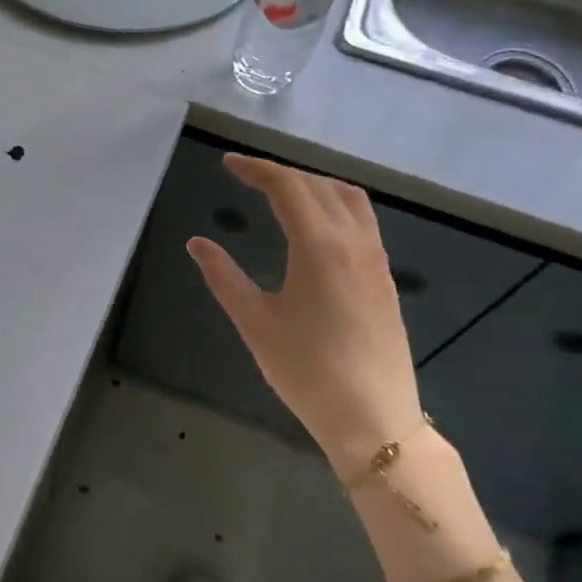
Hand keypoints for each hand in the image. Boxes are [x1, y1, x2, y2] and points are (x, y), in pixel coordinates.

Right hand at [188, 155, 422, 476]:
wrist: (373, 418)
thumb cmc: (307, 371)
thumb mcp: (255, 323)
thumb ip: (224, 277)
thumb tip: (198, 243)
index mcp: (319, 246)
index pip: (287, 186)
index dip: (256, 168)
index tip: (228, 164)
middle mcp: (353, 241)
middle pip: (318, 185)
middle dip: (281, 173)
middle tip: (246, 177)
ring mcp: (375, 259)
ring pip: (348, 198)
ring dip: (313, 184)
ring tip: (281, 193)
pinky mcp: (384, 278)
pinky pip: (362, 220)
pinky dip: (334, 205)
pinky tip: (314, 227)